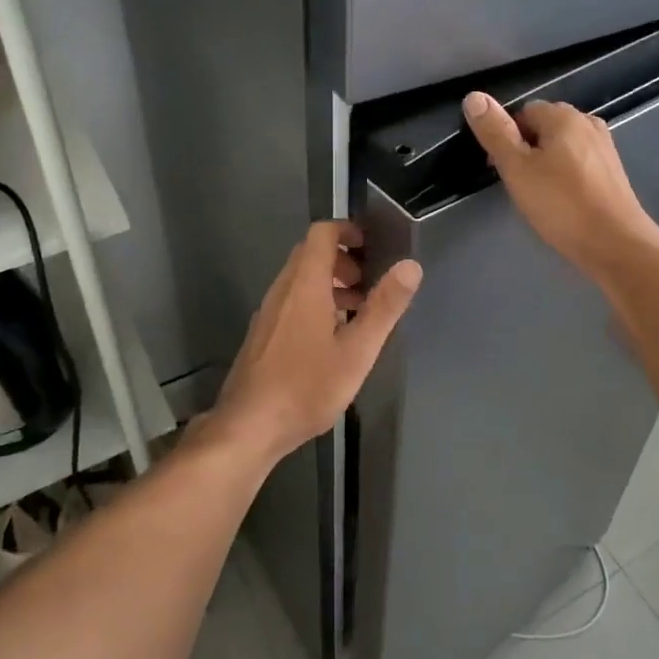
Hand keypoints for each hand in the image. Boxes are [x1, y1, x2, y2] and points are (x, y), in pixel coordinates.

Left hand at [210, 221, 421, 462]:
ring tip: (358, 311)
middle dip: (343, 259)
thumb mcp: (357, 350)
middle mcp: (282, 290)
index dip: (347, 230)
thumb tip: (410, 266)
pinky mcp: (262, 334)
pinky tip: (331, 338)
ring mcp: (268, 313)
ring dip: (330, 283)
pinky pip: (291, 301)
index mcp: (305, 285)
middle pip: (310, 255)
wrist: (248, 428)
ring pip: (300, 280)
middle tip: (370, 282)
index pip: (322, 233)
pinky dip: (315, 302)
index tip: (372, 245)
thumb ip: (384, 306)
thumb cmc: (307, 387)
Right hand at [461, 92, 658, 276]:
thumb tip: (474, 96)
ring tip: (538, 196)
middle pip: (544, 127)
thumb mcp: (517, 169)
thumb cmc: (562, 205)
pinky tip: (562, 202)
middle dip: (525, 150)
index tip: (500, 168)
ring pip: (562, 147)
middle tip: (517, 184)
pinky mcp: (613, 172)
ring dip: (545, 165)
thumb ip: (495, 133)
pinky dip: (565, 177)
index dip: (506, 137)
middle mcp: (588, 123)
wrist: (616, 244)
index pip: (523, 112)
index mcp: (564, 116)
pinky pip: (578, 164)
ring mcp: (604, 148)